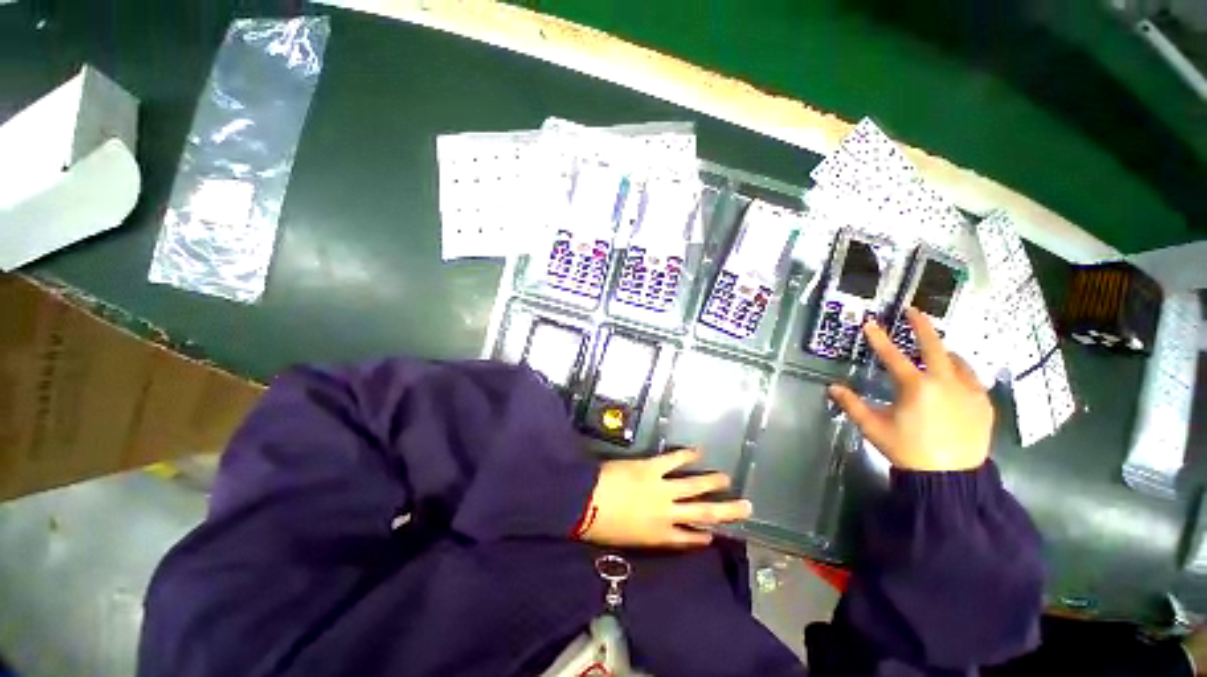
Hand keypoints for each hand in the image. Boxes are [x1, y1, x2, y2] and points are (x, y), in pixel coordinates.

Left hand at [578, 448, 752, 547]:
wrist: (587, 501)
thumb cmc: (600, 526)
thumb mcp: (624, 539)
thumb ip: (642, 535)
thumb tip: (649, 529)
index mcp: (659, 535)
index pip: (688, 538)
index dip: (702, 536)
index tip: (714, 535)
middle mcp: (667, 513)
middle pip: (704, 512)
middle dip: (726, 510)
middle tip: (746, 506)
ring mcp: (662, 488)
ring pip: (694, 485)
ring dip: (712, 482)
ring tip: (727, 478)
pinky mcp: (652, 467)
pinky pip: (674, 460)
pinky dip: (687, 455)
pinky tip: (698, 451)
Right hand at [829, 308, 993, 471]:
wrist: (951, 478)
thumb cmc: (908, 450)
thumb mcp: (874, 428)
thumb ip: (852, 405)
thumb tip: (832, 388)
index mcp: (916, 387)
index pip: (892, 356)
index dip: (879, 338)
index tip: (870, 323)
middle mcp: (945, 382)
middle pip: (935, 345)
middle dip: (922, 326)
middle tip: (914, 311)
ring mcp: (969, 391)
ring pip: (958, 361)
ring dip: (944, 352)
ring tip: (936, 350)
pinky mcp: (984, 404)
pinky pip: (972, 379)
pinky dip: (960, 373)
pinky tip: (955, 379)